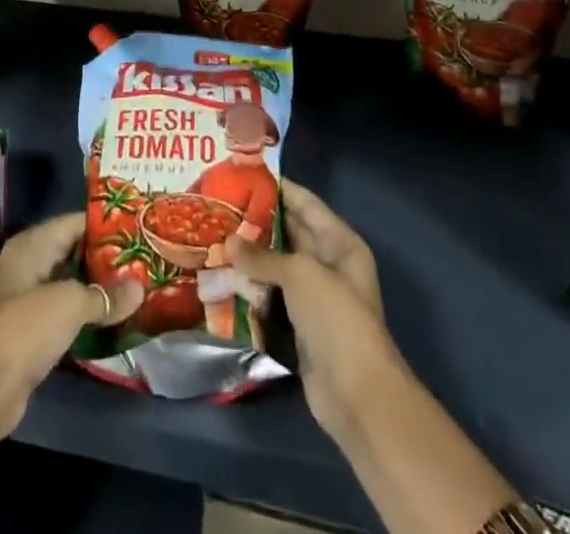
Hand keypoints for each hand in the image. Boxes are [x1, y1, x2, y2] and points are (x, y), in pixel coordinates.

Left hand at [0, 213, 140, 441]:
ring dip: (98, 291)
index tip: (139, 230)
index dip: (107, 225)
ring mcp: (27, 300)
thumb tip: (140, 288)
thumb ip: (105, 295)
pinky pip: (65, 315)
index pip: (75, 223)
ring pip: (71, 286)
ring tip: (137, 291)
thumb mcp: (70, 304)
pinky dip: (87, 317)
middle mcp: (28, 265)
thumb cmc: (25, 328)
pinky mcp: (30, 333)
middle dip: (107, 260)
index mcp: (32, 244)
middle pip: (74, 253)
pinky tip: (114, 323)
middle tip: (144, 262)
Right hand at [224, 180, 398, 437]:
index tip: (240, 173)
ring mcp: (313, 296)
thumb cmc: (336, 318)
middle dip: (256, 220)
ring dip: (249, 256)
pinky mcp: (298, 324)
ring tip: (212, 235)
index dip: (275, 187)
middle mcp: (328, 263)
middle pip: (288, 232)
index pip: (304, 202)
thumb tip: (227, 242)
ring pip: (276, 265)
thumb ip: (262, 256)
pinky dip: (250, 287)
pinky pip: (270, 295)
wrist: (357, 395)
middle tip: (218, 204)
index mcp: (339, 242)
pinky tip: (221, 275)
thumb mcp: (300, 275)